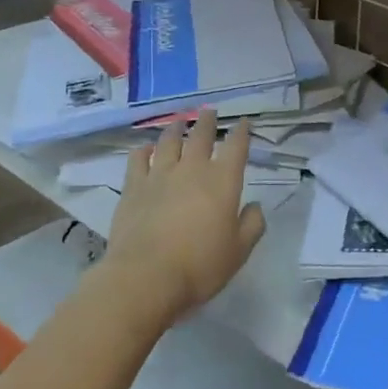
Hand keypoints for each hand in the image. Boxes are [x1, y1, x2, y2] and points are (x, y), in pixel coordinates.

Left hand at [101, 110, 265, 327]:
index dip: (242, 132)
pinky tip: (145, 149)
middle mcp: (192, 170)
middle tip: (210, 111)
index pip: (237, 147)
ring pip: (169, 142)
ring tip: (179, 122)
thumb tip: (254, 206)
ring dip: (176, 129)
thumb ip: (252, 225)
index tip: (244, 123)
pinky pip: (138, 160)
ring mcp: (160, 176)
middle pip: (202, 136)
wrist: (146, 277)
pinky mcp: (133, 188)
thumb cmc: (200, 265)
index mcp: (223, 181)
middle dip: (208, 122)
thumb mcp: (239, 251)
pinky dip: (143, 150)